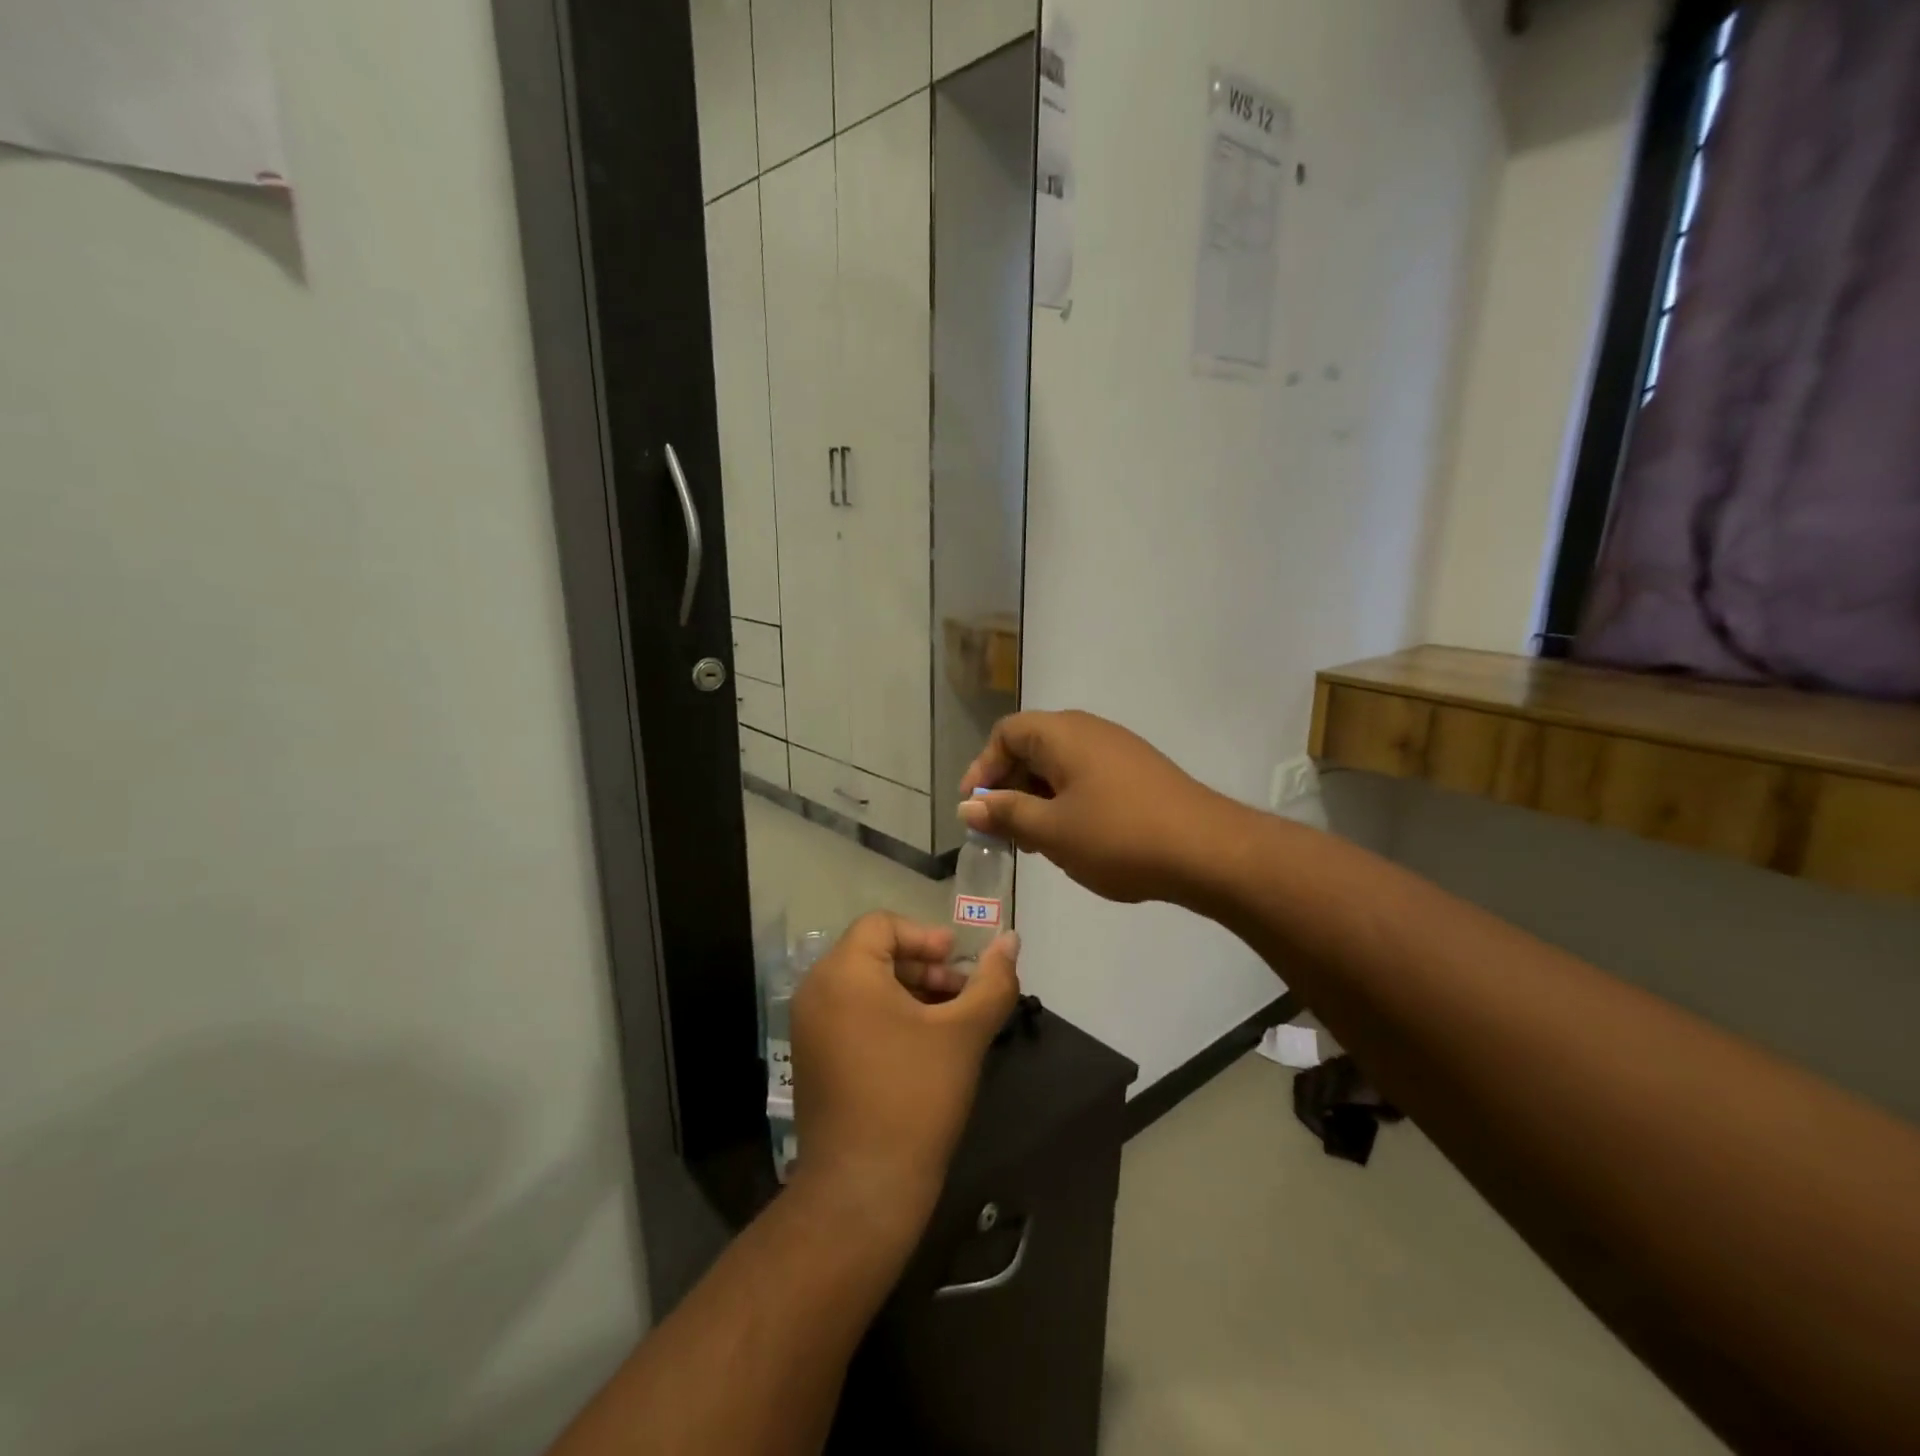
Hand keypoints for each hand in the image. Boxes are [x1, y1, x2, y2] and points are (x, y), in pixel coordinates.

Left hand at [790, 913, 1020, 1244]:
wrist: (863, 1190)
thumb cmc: (915, 1097)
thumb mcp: (963, 1033)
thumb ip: (992, 981)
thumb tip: (1011, 939)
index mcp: (843, 972)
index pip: (883, 924)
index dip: (926, 937)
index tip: (959, 965)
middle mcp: (816, 991)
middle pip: (874, 953)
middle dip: (924, 967)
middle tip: (963, 995)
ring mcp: (809, 1028)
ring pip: (866, 986)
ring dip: (911, 993)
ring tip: (951, 1023)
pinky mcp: (814, 1059)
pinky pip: (853, 1015)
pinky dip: (889, 1017)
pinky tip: (924, 1048)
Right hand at [959, 710, 1238, 904]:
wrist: (1208, 850)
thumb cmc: (1118, 836)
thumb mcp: (1051, 831)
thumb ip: (1006, 814)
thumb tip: (968, 806)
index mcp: (1062, 734)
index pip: (1006, 733)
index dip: (983, 769)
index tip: (975, 809)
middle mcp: (1089, 730)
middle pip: (1032, 747)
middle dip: (1009, 788)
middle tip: (1003, 831)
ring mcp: (1118, 750)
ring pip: (1060, 766)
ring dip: (1037, 799)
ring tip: (1035, 842)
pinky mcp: (1138, 772)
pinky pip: (1086, 777)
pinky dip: (1067, 802)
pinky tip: (1074, 839)